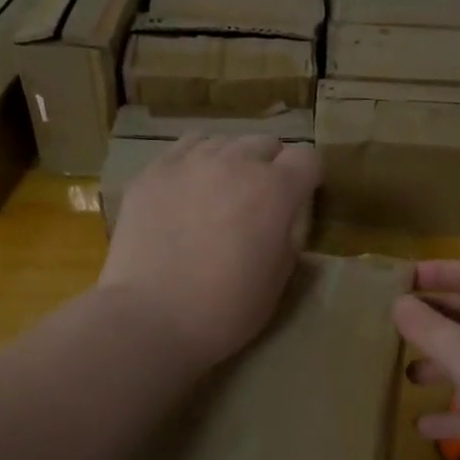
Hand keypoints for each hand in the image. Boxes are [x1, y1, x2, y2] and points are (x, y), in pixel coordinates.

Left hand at [99, 136, 321, 365]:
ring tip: (221, 190)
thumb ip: (287, 237)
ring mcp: (190, 162)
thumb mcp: (278, 280)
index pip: (307, 158)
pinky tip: (188, 187)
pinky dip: (196, 161)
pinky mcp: (154, 172)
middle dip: (271, 165)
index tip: (301, 197)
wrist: (150, 318)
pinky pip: (185, 148)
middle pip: (265, 143)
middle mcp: (236, 163)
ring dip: (232, 161)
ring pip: (225, 142)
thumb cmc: (225, 309)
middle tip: (260, 199)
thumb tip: (279, 221)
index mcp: (275, 190)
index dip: (308, 177)